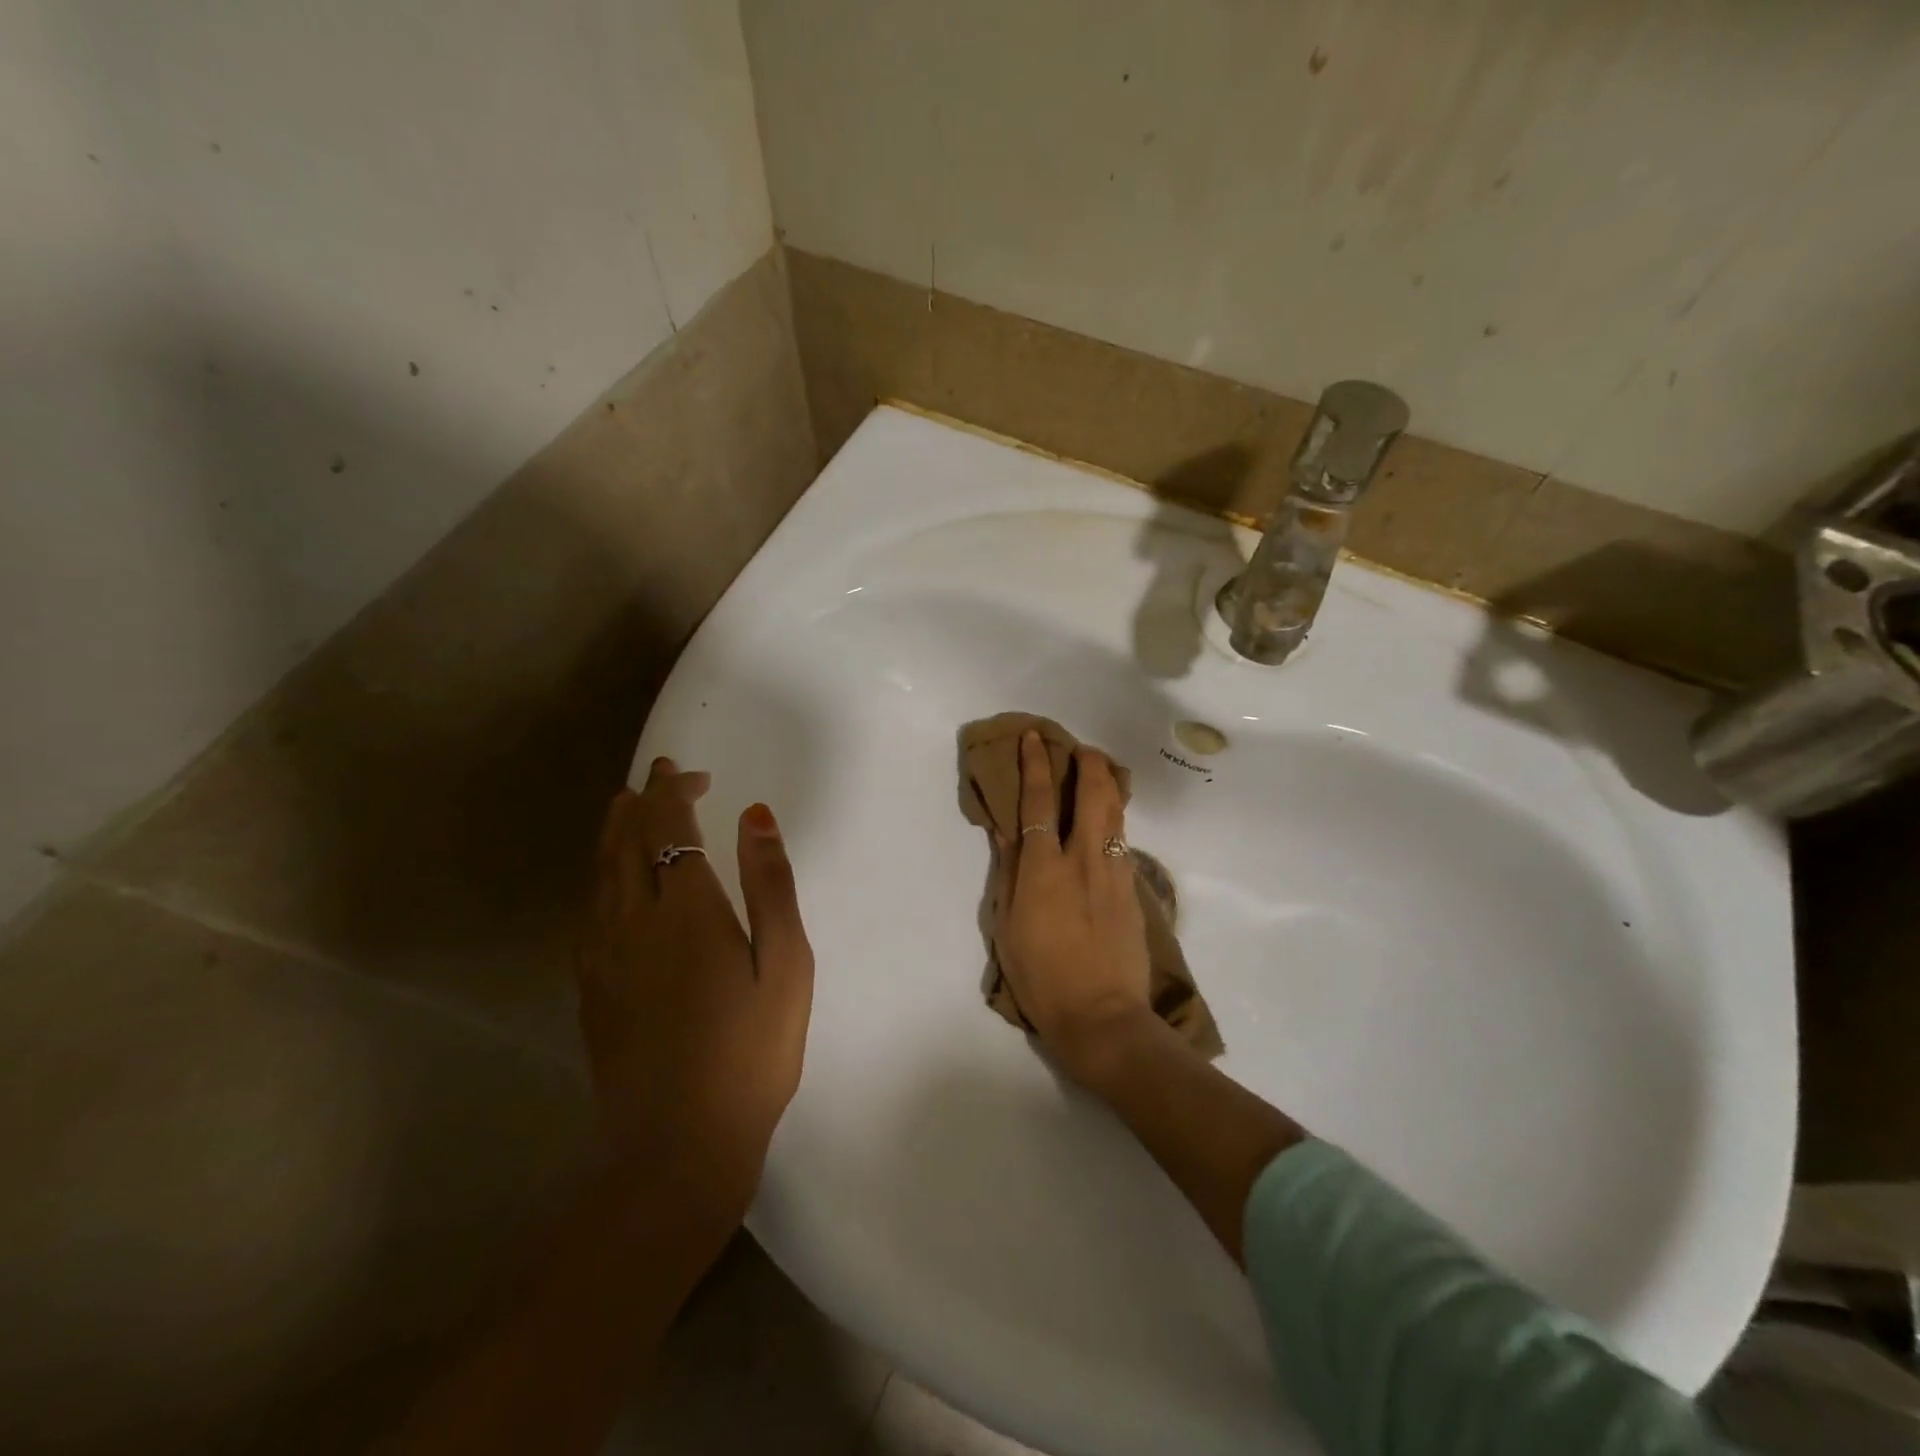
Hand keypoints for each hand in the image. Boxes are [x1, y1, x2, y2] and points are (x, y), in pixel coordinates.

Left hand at [576, 759, 813, 1216]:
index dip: (670, 791)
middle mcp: (633, 920)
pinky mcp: (591, 986)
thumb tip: (756, 815)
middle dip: (642, 802)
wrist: (677, 1144)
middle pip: (625, 841)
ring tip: (627, 811)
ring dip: (614, 833)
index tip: (683, 771)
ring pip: (600, 872)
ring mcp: (604, 955)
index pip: (667, 827)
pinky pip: (591, 907)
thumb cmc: (751, 1051)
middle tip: (661, 780)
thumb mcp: (786, 964)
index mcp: (686, 909)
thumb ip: (771, 884)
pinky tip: (613, 883)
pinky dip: (602, 875)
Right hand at [992, 730, 1152, 1078]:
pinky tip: (1107, 825)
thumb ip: (1008, 872)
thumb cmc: (1041, 976)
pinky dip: (1113, 822)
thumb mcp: (1007, 925)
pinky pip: (1122, 842)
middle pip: (1092, 793)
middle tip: (1080, 748)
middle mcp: (1082, 859)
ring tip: (1098, 773)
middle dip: (1087, 761)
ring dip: (1106, 785)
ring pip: (1115, 813)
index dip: (1035, 765)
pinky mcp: (1133, 890)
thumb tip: (1004, 831)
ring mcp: (1114, 873)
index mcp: (1043, 868)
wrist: (1102, 1016)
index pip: (1038, 802)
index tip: (1035, 738)